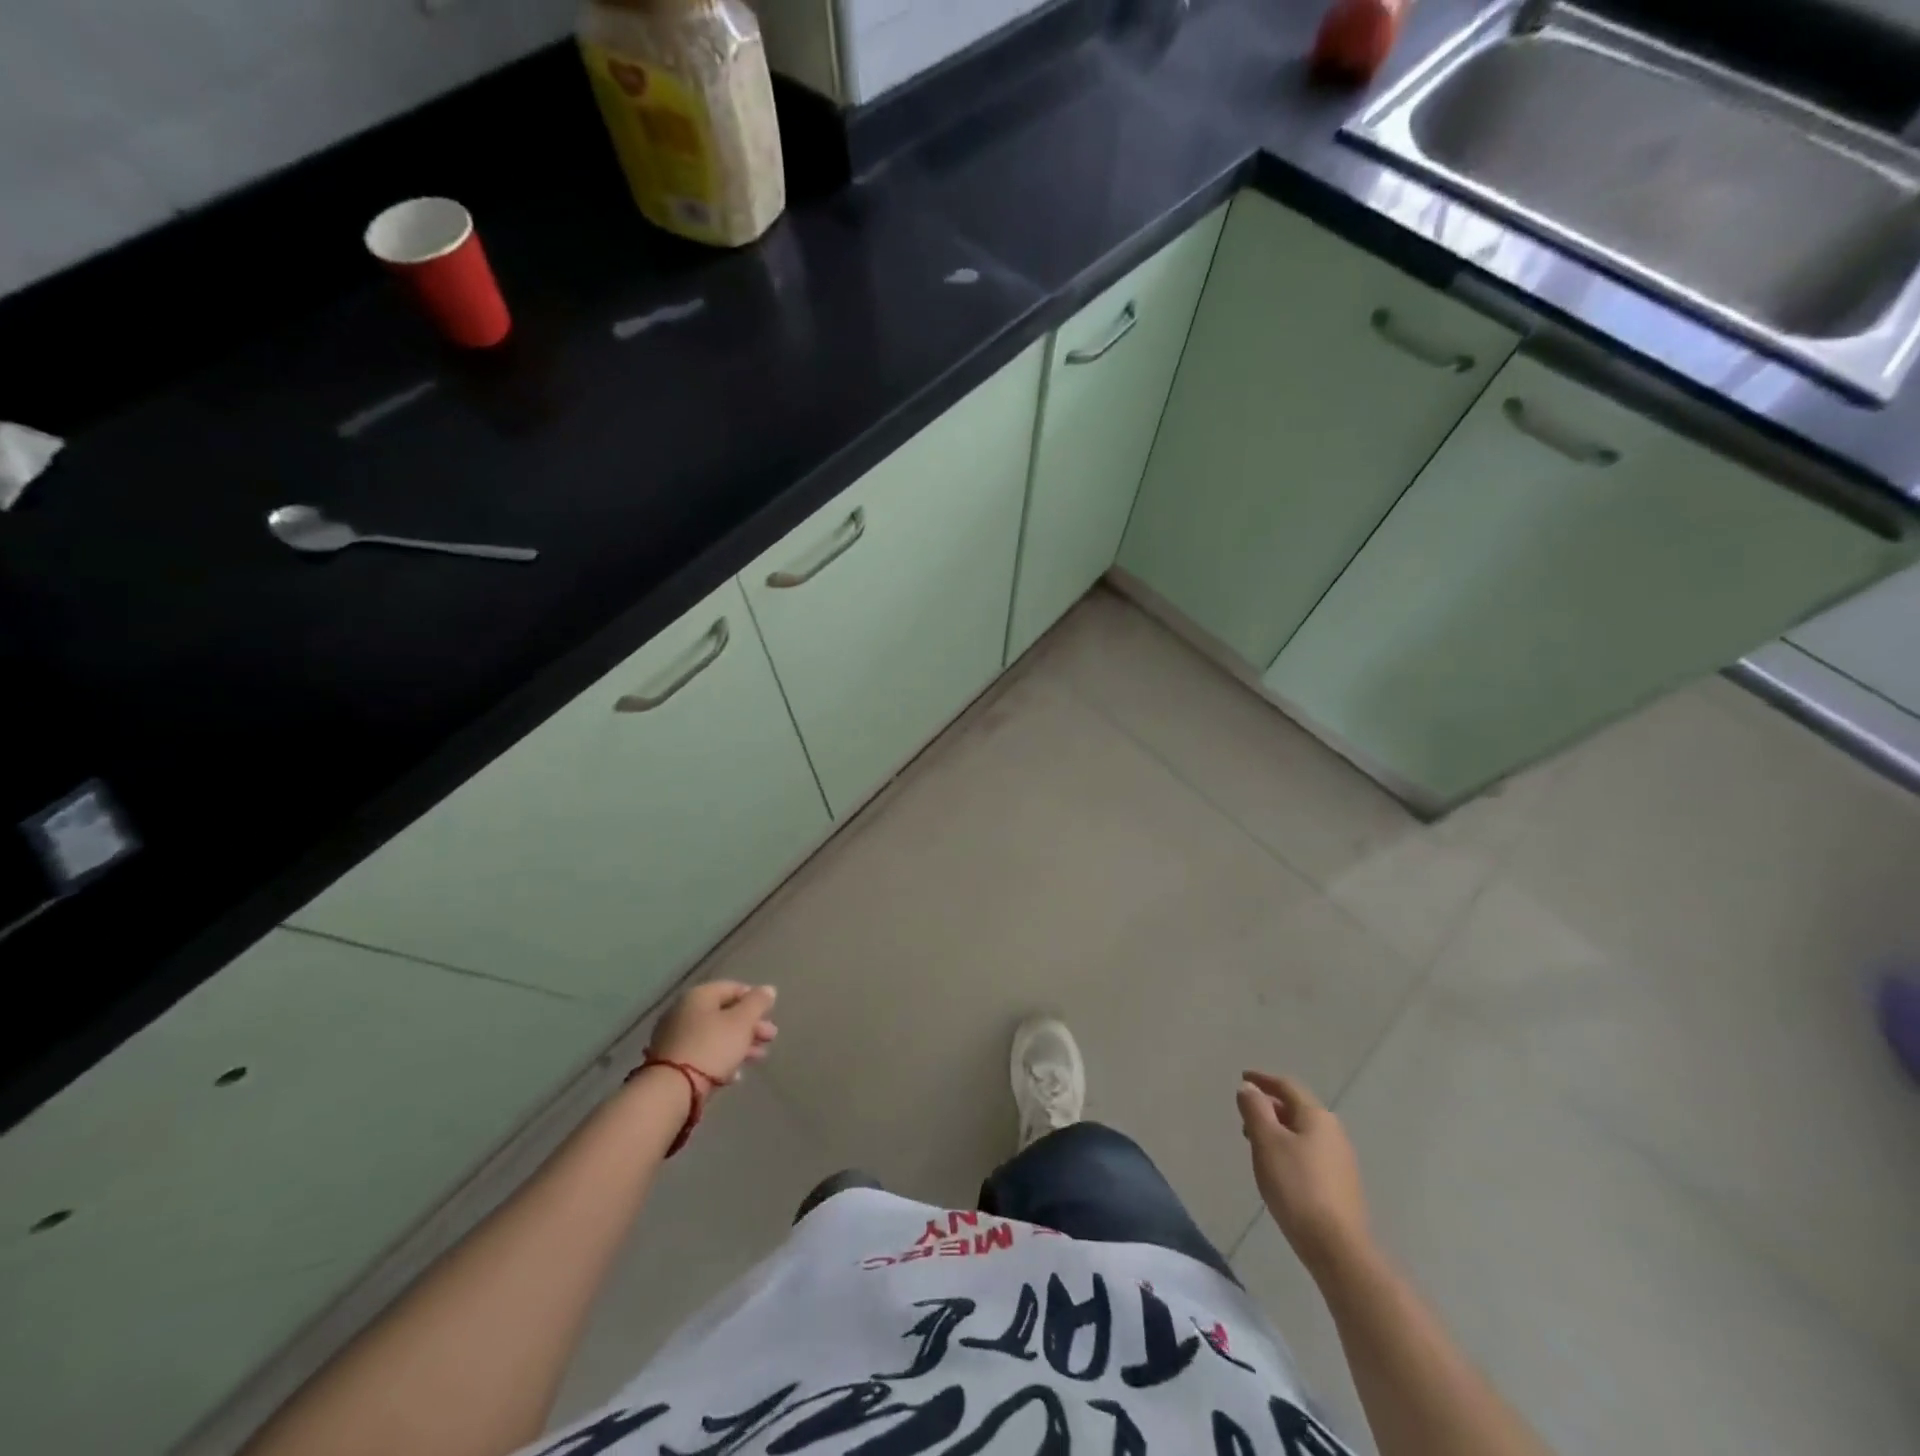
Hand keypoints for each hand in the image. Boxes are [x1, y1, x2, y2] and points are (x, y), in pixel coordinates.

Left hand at [648, 981, 778, 1086]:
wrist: (671, 1090)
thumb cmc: (712, 1047)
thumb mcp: (742, 1022)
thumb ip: (757, 1003)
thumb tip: (768, 989)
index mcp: (699, 995)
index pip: (733, 988)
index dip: (755, 999)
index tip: (770, 1015)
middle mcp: (683, 1011)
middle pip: (724, 1013)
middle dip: (750, 1026)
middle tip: (770, 1038)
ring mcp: (674, 1037)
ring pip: (714, 1035)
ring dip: (739, 1044)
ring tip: (759, 1058)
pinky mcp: (671, 1062)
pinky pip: (702, 1054)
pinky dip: (721, 1060)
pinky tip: (735, 1075)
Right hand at [1238, 1070, 1371, 1277]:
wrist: (1338, 1248)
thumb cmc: (1297, 1187)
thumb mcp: (1267, 1142)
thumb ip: (1255, 1110)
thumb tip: (1249, 1088)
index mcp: (1316, 1116)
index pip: (1287, 1086)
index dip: (1263, 1079)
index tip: (1243, 1077)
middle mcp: (1333, 1132)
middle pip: (1297, 1108)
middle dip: (1270, 1107)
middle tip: (1245, 1116)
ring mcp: (1341, 1160)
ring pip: (1303, 1132)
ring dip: (1278, 1130)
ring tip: (1256, 1144)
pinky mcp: (1342, 1184)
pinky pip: (1310, 1153)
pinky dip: (1290, 1149)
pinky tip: (1278, 1169)